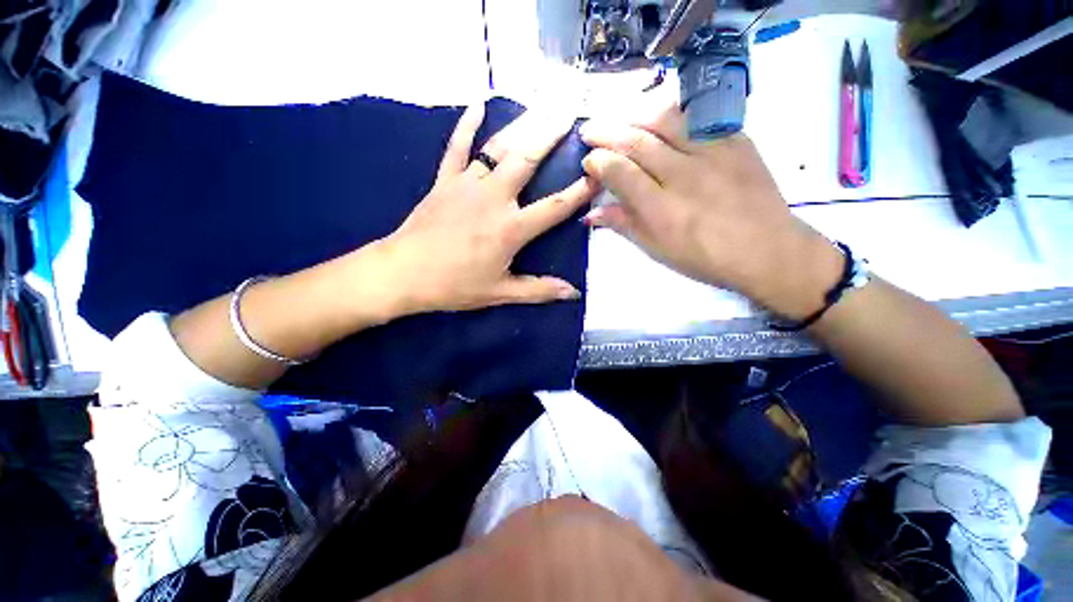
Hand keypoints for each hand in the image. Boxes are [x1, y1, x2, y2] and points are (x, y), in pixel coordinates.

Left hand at [381, 104, 599, 314]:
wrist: (403, 273)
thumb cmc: (454, 285)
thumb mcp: (500, 293)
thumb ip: (539, 291)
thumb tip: (573, 293)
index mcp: (511, 228)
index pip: (555, 206)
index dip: (580, 190)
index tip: (599, 173)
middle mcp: (494, 198)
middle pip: (527, 160)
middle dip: (551, 135)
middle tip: (570, 113)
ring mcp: (467, 185)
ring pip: (498, 148)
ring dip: (522, 125)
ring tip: (541, 106)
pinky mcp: (445, 181)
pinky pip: (457, 147)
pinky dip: (466, 126)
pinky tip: (477, 105)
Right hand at [579, 100, 841, 319]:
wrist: (766, 249)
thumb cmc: (704, 258)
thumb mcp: (657, 250)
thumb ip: (624, 225)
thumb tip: (591, 214)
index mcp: (660, 209)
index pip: (619, 172)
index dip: (597, 162)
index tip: (588, 161)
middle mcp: (682, 175)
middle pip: (636, 141)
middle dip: (605, 132)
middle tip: (589, 131)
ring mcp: (712, 153)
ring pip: (664, 120)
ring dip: (634, 116)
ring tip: (619, 120)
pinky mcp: (735, 140)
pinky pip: (697, 117)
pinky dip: (671, 113)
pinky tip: (657, 117)